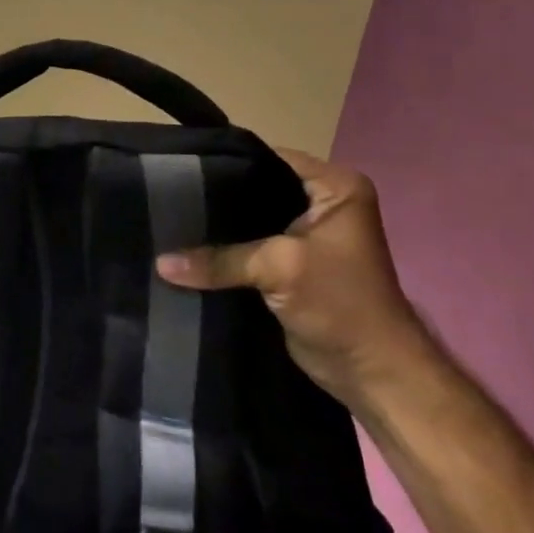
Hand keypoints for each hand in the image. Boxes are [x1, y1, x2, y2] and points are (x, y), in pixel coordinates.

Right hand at [155, 148, 432, 408]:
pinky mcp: (290, 264)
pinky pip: (248, 246)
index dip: (226, 161)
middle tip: (166, 195)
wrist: (373, 374)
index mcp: (335, 187)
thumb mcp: (279, 269)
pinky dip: (224, 251)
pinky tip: (188, 248)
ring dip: (218, 228)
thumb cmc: (341, 304)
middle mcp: (322, 203)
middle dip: (216, 197)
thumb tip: (160, 264)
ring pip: (249, 220)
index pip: (268, 158)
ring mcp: (305, 235)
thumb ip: (220, 259)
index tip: (178, 166)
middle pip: (255, 188)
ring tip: (169, 219)